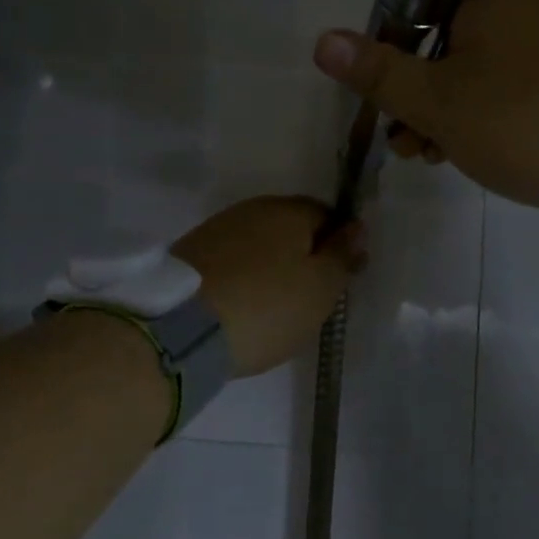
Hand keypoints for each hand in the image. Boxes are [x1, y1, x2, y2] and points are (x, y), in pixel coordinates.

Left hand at [173, 196, 364, 376]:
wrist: (181, 329)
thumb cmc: (266, 307)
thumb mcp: (320, 288)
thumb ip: (341, 255)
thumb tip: (357, 227)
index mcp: (289, 210)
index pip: (327, 215)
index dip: (337, 246)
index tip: (337, 281)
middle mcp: (252, 209)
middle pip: (290, 228)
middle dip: (303, 256)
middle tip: (308, 298)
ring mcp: (216, 229)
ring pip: (258, 244)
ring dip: (271, 267)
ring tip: (273, 307)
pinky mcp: (190, 254)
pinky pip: (231, 261)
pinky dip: (242, 278)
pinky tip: (242, 305)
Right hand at [311, 0, 538, 219]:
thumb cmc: (525, 122)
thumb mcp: (440, 103)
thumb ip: (379, 72)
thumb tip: (322, 41)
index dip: (387, 48)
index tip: (382, 97)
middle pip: (442, 33)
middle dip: (415, 92)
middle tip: (406, 142)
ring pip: (475, 60)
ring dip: (445, 107)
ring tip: (432, 156)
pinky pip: (512, 75)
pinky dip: (484, 107)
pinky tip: (471, 149)